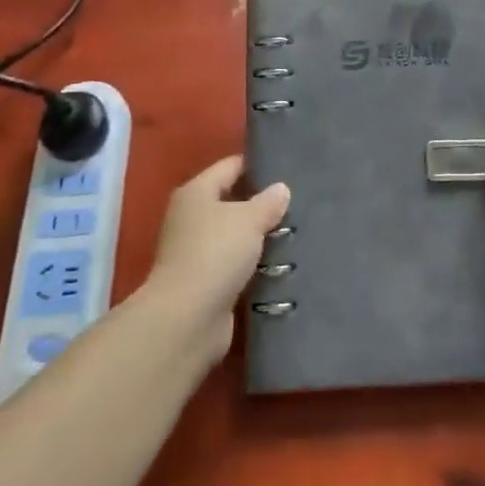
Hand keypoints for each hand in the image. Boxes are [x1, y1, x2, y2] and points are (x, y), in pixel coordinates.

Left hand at [144, 155, 289, 356]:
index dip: (256, 165)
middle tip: (297, 202)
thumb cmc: (215, 253)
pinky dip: (253, 266)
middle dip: (261, 203)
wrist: (187, 319)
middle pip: (231, 201)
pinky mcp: (204, 284)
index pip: (230, 167)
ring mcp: (195, 252)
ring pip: (234, 236)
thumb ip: (267, 202)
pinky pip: (234, 265)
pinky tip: (281, 265)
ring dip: (258, 238)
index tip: (286, 168)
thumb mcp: (249, 219)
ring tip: (294, 232)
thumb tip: (281, 189)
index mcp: (196, 192)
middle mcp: (191, 218)